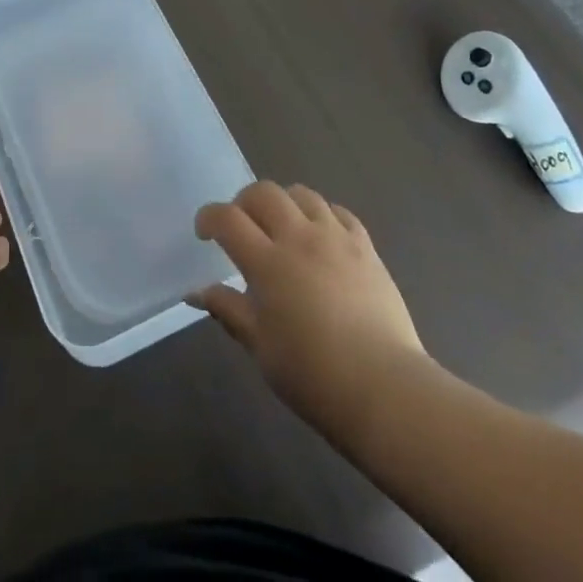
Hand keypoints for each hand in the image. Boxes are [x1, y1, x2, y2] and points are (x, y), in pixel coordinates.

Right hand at [192, 181, 424, 430]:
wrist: (385, 390)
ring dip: (284, 203)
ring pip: (302, 194)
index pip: (227, 218)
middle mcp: (298, 238)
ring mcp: (335, 238)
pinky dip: (322, 215)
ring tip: (282, 226)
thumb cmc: (313, 375)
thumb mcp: (261, 347)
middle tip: (242, 227)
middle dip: (244, 202)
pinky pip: (339, 212)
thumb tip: (197, 292)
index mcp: (267, 262)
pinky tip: (321, 236)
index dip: (209, 218)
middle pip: (264, 193)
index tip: (204, 233)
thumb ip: (229, 310)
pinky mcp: (365, 247)